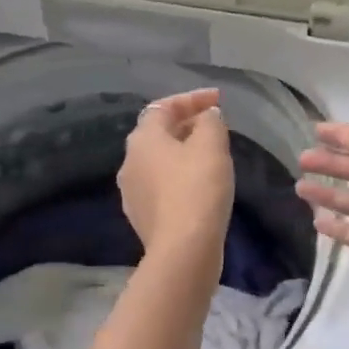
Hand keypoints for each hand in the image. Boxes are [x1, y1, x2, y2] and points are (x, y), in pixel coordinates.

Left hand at [118, 88, 234, 263]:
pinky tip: (199, 185)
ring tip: (209, 154)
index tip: (218, 100)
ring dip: (182, 152)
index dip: (192, 99)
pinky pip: (161, 186)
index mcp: (143, 139)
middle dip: (186, 124)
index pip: (164, 107)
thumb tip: (206, 116)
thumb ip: (210, 122)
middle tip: (214, 125)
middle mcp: (130, 162)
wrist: (183, 249)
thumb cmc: (198, 188)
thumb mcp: (212, 145)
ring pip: (159, 161)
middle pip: (158, 133)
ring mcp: (132, 192)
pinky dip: (179, 177)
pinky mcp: (142, 217)